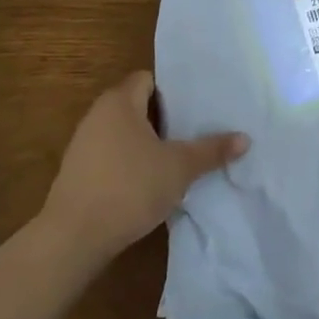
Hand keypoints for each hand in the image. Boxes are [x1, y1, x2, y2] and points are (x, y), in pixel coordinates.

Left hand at [41, 71, 247, 264]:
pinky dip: (131, 163)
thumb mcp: (179, 167)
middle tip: (194, 130)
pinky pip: (112, 156)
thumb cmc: (129, 187)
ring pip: (124, 133)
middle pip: (136, 105)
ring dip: (148, 143)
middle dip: (164, 118)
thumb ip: (211, 150)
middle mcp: (97, 116)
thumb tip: (245, 138)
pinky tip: (150, 182)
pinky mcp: (77, 174)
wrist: (73, 239)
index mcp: (119, 102)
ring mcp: (83, 146)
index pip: (147, 79)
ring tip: (177, 157)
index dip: (172, 90)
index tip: (195, 105)